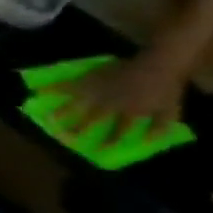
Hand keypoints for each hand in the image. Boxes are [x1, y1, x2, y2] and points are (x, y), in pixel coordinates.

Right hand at [52, 50, 189, 140]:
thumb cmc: (167, 86)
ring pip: (76, 105)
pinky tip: (41, 91)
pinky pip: (69, 85)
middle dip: (78, 129)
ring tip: (48, 118)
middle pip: (90, 120)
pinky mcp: (92, 80)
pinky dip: (54, 88)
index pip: (119, 132)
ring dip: (62, 112)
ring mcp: (98, 92)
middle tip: (65, 136)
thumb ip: (160, 126)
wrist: (160, 62)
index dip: (110, 141)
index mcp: (130, 113)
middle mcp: (109, 105)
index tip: (99, 150)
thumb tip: (147, 142)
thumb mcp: (171, 108)